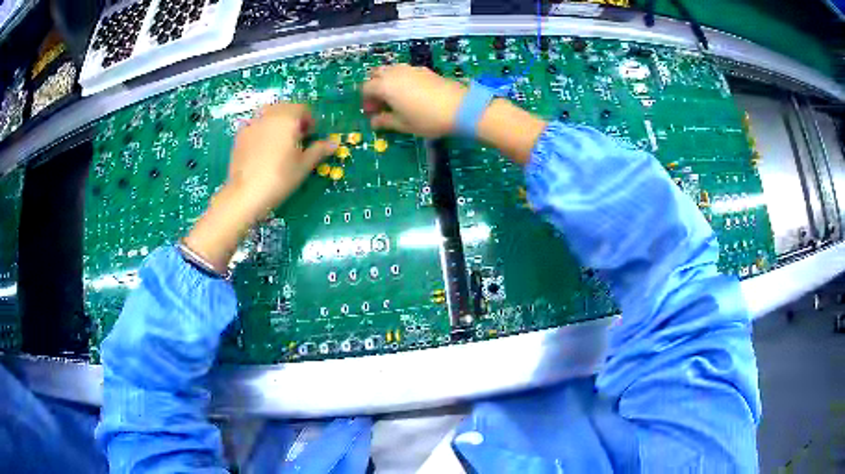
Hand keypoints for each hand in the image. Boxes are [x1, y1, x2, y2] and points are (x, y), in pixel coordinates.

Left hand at [227, 103, 335, 218]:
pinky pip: (255, 125)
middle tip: (296, 139)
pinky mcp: (240, 136)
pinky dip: (262, 131)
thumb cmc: (280, 178)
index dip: (309, 120)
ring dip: (276, 123)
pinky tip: (262, 151)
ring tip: (278, 143)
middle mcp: (269, 115)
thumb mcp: (303, 165)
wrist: (246, 193)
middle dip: (292, 119)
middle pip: (284, 108)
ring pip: (268, 115)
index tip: (310, 136)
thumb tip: (334, 143)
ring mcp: (252, 124)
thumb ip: (319, 150)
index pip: (302, 108)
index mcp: (287, 118)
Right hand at [362, 64, 467, 137]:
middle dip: (374, 87)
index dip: (366, 101)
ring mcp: (410, 68)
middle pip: (376, 74)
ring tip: (396, 98)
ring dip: (387, 81)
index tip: (373, 113)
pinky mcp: (424, 69)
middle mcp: (394, 72)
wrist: (460, 107)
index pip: (365, 88)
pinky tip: (411, 93)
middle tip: (382, 103)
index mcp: (384, 85)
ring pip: (390, 70)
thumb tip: (374, 122)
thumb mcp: (403, 124)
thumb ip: (385, 121)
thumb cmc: (427, 118)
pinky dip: (401, 79)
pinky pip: (405, 71)